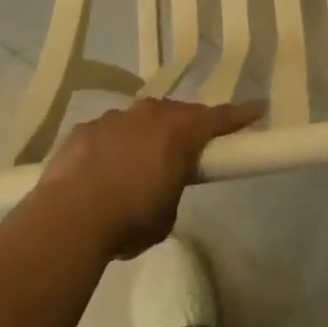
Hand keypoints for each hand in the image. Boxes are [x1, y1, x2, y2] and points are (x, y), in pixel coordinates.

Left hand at [38, 97, 264, 258]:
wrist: (69, 218)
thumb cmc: (130, 218)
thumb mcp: (166, 214)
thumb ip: (172, 189)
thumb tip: (161, 186)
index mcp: (180, 132)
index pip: (219, 118)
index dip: (240, 115)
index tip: (258, 108)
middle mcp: (150, 114)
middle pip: (178, 114)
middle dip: (186, 127)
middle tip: (188, 148)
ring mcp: (114, 118)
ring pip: (140, 120)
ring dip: (145, 136)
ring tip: (138, 165)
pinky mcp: (84, 129)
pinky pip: (107, 133)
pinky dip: (112, 147)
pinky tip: (102, 171)